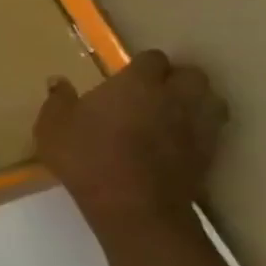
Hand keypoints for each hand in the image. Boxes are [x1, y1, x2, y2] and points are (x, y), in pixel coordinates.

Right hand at [34, 51, 227, 225]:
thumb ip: (58, 100)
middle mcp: (174, 96)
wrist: (134, 207)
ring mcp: (198, 125)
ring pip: (211, 99)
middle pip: (191, 74)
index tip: (124, 77)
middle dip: (176, 79)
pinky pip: (212, 130)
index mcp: (137, 83)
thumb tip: (58, 81)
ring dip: (196, 101)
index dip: (140, 66)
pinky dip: (200, 130)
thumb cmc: (88, 158)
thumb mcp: (53, 127)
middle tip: (152, 93)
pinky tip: (180, 141)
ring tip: (174, 113)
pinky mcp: (210, 153)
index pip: (152, 58)